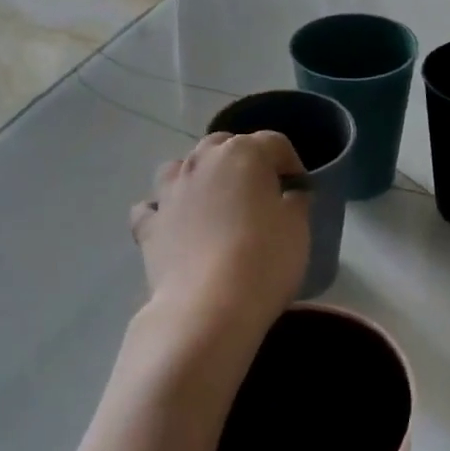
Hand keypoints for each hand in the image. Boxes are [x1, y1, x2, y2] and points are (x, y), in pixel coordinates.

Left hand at [129, 131, 309, 331]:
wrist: (209, 307)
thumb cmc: (265, 260)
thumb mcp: (298, 228)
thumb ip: (295, 202)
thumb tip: (290, 194)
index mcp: (243, 154)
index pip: (274, 143)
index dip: (291, 162)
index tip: (301, 189)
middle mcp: (201, 161)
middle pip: (225, 145)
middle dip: (244, 161)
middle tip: (261, 192)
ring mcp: (169, 192)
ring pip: (181, 166)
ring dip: (199, 176)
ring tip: (214, 202)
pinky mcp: (149, 225)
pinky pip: (153, 207)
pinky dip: (163, 210)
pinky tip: (175, 225)